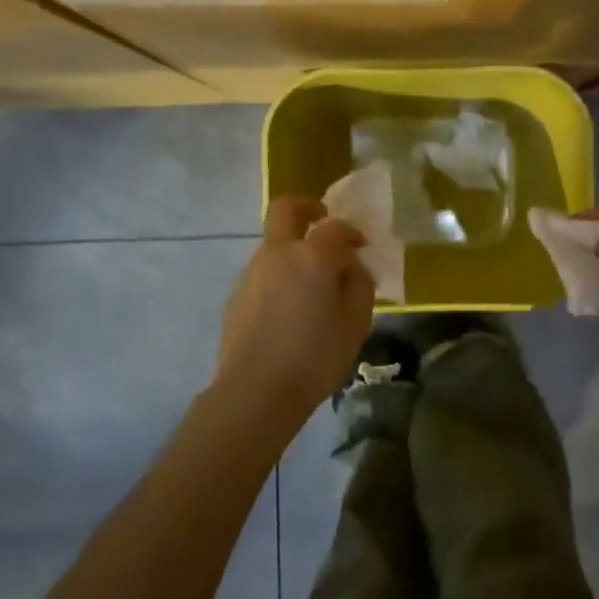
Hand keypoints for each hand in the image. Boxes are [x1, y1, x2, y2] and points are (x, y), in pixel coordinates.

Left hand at [216, 197, 374, 417]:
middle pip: (286, 209)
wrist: (255, 392)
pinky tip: (288, 309)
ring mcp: (251, 272)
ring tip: (310, 284)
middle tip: (321, 217)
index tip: (362, 246)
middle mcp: (278, 254)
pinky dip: (278, 277)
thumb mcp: (355, 324)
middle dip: (306, 206)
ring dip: (292, 250)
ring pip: (273, 245)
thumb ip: (360, 286)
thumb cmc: (315, 357)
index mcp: (312, 256)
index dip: (352, 232)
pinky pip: (263, 273)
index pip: (336, 228)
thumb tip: (353, 267)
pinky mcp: (236, 295)